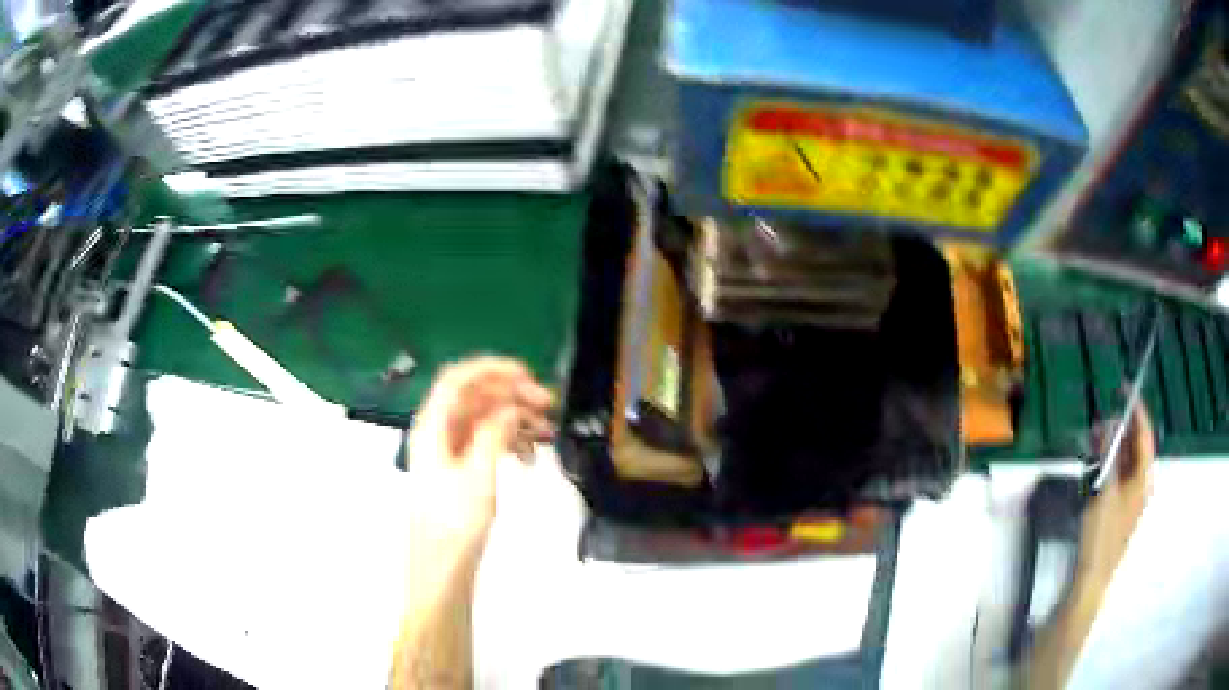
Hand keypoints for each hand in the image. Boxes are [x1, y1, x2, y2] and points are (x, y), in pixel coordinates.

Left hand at [405, 356, 554, 550]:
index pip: (457, 380)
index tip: (528, 374)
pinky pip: (485, 443)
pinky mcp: (458, 470)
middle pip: (473, 398)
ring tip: (547, 431)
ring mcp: (447, 452)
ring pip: (483, 420)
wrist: (442, 568)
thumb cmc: (455, 523)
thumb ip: (494, 432)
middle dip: (511, 395)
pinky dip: (508, 441)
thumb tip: (511, 407)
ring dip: (514, 419)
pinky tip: (531, 455)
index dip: (491, 369)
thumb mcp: (478, 474)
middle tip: (548, 404)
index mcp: (432, 427)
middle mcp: (437, 433)